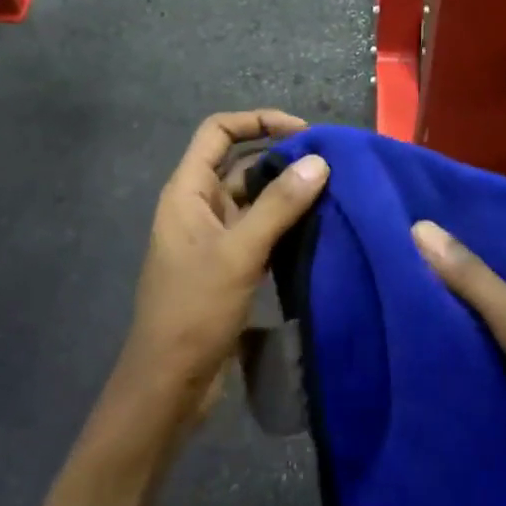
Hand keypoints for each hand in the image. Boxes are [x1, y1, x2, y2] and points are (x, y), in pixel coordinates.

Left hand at [114, 112, 329, 424]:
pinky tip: (320, 231)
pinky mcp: (229, 268)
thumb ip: (278, 206)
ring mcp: (214, 239)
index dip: (257, 121)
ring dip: (288, 195)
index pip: (218, 132)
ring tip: (336, 194)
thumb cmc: (194, 310)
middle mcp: (198, 207)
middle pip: (240, 165)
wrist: (169, 384)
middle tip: (332, 166)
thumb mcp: (238, 253)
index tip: (303, 132)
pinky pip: (260, 234)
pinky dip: (286, 227)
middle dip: (282, 160)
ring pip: (254, 202)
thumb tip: (319, 161)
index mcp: (187, 192)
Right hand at [411, 223, 505, 505]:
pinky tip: (408, 353)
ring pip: (476, 329)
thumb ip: (471, 278)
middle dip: (439, 287)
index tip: (400, 235)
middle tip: (384, 275)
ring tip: (384, 310)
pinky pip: (480, 365)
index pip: (494, 244)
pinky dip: (453, 363)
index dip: (451, 240)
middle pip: (482, 287)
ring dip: (442, 328)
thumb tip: (420, 226)